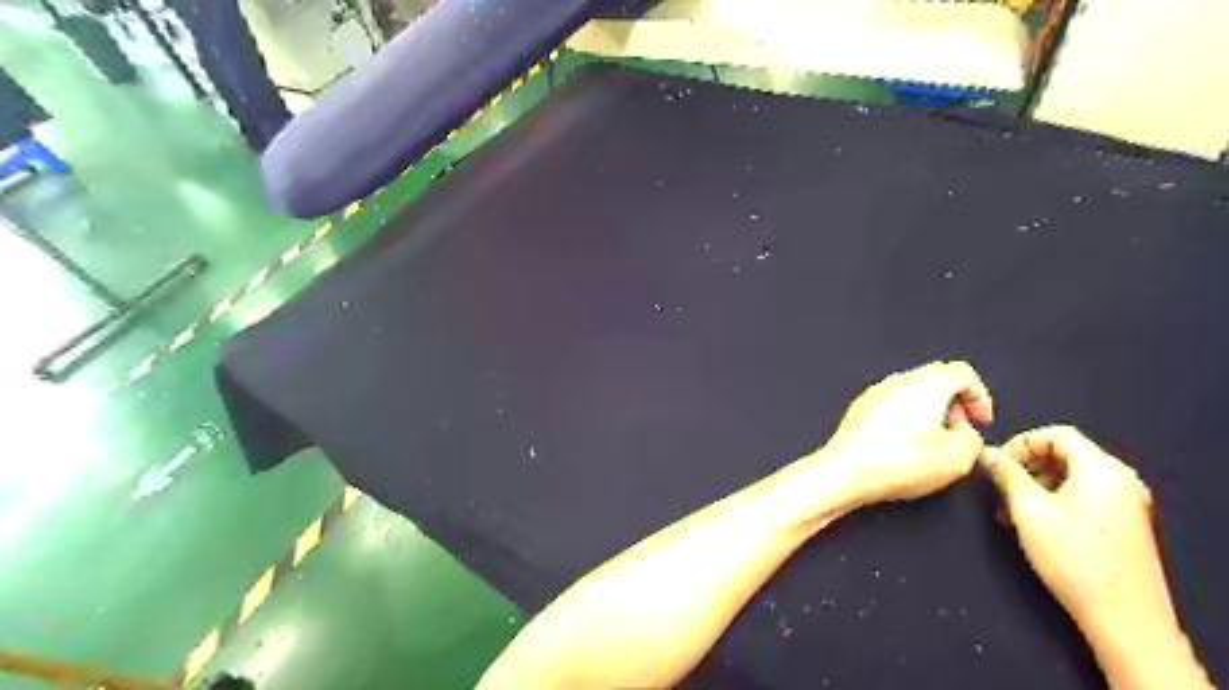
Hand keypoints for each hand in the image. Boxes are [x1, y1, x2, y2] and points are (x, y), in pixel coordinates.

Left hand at [826, 362, 984, 506]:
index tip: (981, 421)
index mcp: (927, 383)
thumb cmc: (900, 461)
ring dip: (929, 411)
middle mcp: (898, 380)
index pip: (962, 372)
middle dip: (954, 404)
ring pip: (912, 392)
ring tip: (933, 442)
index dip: (979, 396)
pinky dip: (906, 417)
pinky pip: (891, 404)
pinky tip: (905, 445)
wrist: (846, 470)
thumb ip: (973, 440)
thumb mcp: (957, 458)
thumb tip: (965, 433)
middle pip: (936, 379)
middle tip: (960, 431)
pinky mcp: (859, 408)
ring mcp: (874, 392)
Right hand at [980, 428, 1168, 639]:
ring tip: (1010, 510)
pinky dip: (1053, 499)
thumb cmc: (1072, 556)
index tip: (996, 464)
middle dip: (1025, 466)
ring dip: (1035, 485)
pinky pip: (1083, 495)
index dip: (1020, 443)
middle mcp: (1119, 479)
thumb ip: (1005, 474)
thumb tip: (987, 453)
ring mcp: (1125, 502)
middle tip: (999, 487)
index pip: (1056, 434)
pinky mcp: (1123, 523)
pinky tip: (1032, 523)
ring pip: (1070, 476)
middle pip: (1064, 453)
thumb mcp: (1027, 509)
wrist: (1123, 616)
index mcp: (1101, 468)